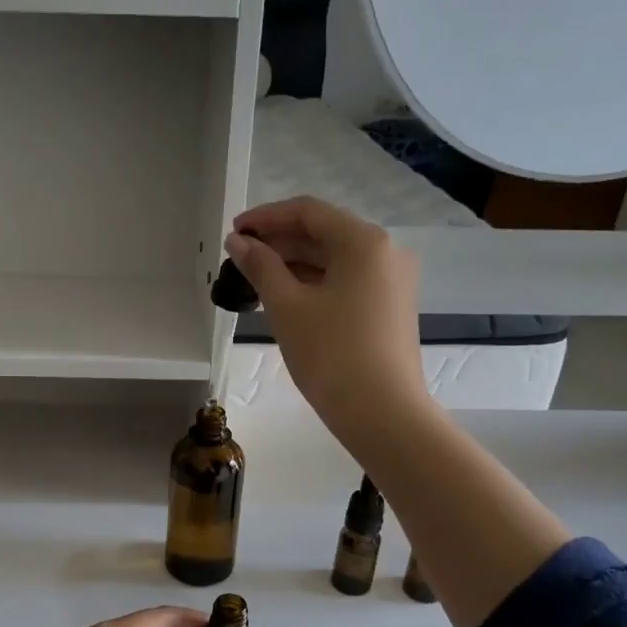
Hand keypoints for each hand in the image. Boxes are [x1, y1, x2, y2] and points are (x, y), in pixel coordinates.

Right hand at [225, 196, 428, 448]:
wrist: (382, 414)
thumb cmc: (331, 354)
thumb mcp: (287, 307)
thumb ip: (260, 267)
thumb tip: (238, 242)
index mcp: (364, 241)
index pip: (308, 212)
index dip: (266, 218)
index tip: (234, 232)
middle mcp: (386, 252)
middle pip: (324, 234)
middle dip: (279, 243)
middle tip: (239, 259)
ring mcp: (392, 282)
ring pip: (335, 261)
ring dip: (294, 266)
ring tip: (255, 281)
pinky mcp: (390, 308)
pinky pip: (347, 283)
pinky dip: (315, 285)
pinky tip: (286, 299)